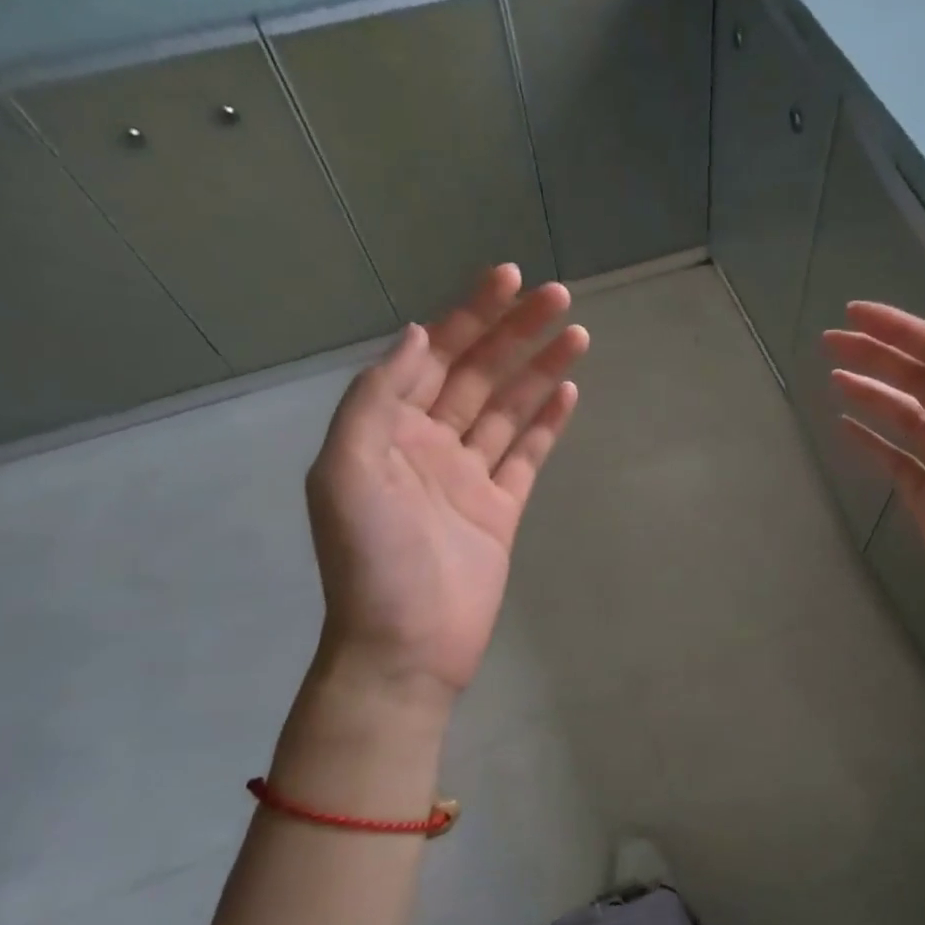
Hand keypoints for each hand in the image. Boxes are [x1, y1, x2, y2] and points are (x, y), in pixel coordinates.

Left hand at [305, 264, 587, 699]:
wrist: (404, 646)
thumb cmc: (372, 560)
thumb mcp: (347, 470)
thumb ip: (377, 398)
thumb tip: (415, 335)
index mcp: (389, 429)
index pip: (435, 356)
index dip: (471, 313)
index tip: (511, 278)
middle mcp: (429, 444)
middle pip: (479, 374)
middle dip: (515, 332)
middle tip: (560, 297)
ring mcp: (468, 476)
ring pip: (508, 410)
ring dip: (540, 370)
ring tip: (577, 335)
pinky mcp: (501, 509)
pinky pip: (527, 456)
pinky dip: (547, 424)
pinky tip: (568, 392)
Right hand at [824, 306, 924, 722]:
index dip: (900, 331)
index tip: (853, 314)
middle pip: (919, 382)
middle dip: (877, 357)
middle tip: (829, 340)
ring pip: (904, 418)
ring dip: (871, 394)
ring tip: (833, 377)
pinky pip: (895, 461)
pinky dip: (871, 442)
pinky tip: (845, 426)